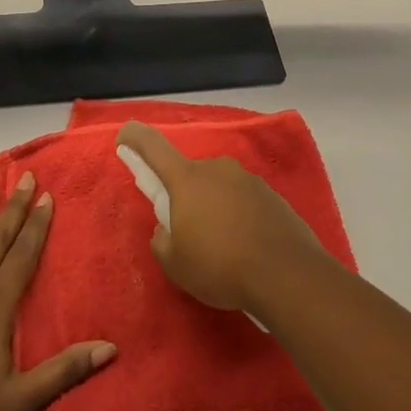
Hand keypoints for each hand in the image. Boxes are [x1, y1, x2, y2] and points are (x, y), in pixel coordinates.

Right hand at [117, 121, 327, 314]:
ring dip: (214, 208)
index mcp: (187, 179)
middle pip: (189, 175)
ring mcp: (248, 179)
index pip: (153, 146)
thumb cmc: (220, 265)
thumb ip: (162, 240)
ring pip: (219, 188)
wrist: (286, 274)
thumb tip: (167, 229)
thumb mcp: (175, 264)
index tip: (124, 136)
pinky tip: (246, 248)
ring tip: (222, 248)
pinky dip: (239, 217)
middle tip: (188, 234)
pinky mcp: (272, 195)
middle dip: (184, 197)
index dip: (135, 138)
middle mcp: (217, 168)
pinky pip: (244, 201)